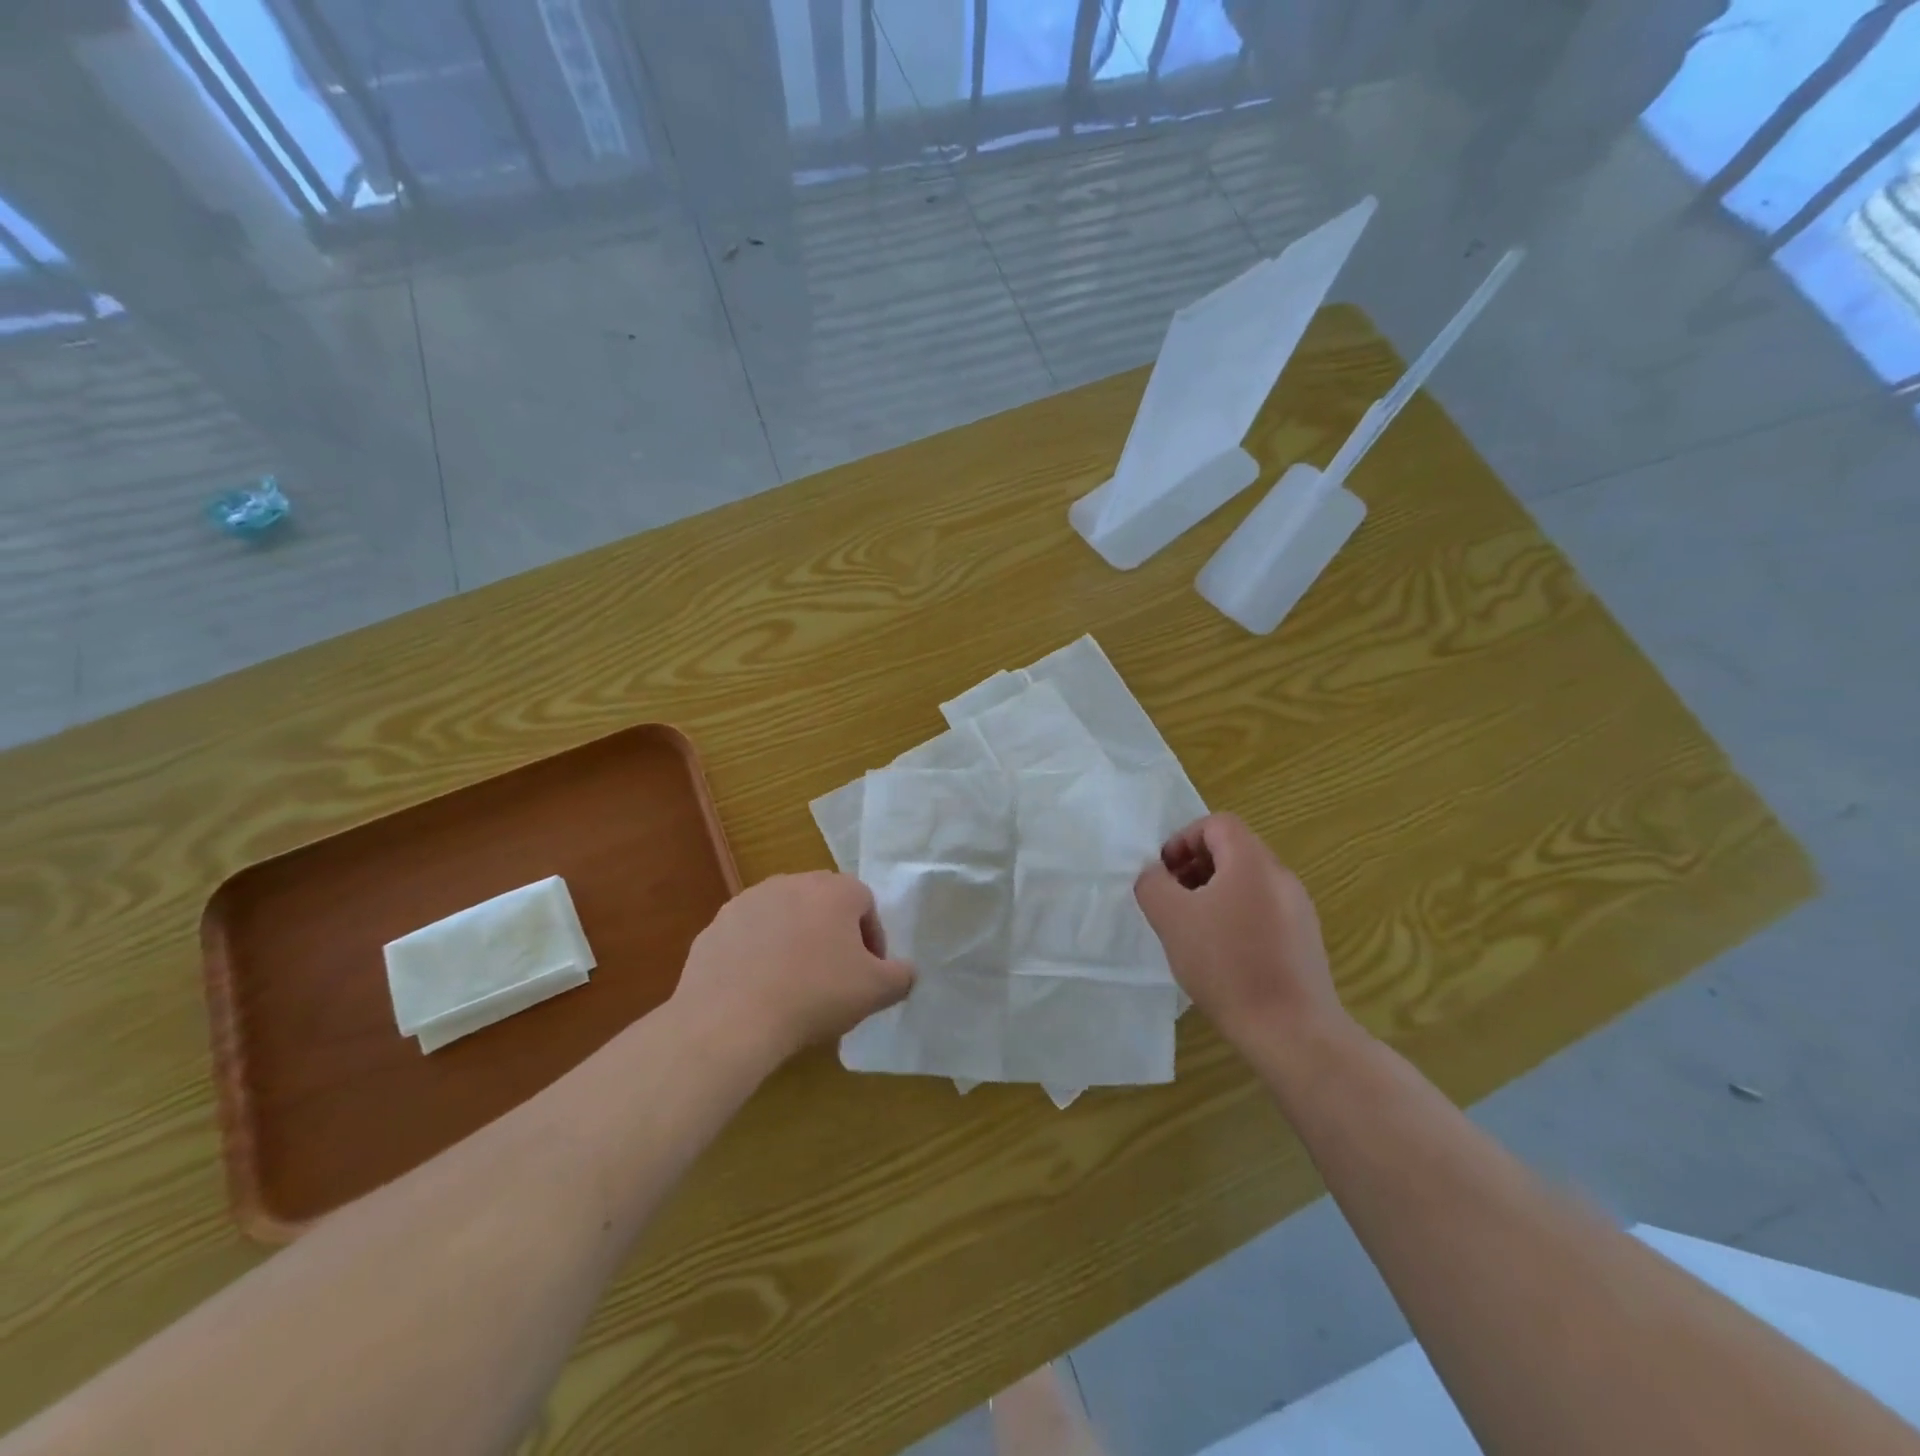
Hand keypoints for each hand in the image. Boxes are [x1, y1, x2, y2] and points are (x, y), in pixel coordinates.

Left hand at [673, 873, 913, 1070]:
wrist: (729, 1019)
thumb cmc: (814, 995)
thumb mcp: (875, 991)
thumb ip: (901, 976)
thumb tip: (905, 971)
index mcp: (835, 890)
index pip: (866, 904)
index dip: (872, 939)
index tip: (866, 973)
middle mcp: (792, 882)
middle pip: (823, 905)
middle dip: (832, 936)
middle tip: (833, 978)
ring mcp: (749, 901)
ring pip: (784, 918)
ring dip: (793, 942)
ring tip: (792, 986)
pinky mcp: (716, 925)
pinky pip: (749, 937)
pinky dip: (758, 956)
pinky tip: (758, 991)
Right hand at [1134, 814, 1352, 1056]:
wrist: (1292, 1031)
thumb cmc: (1227, 965)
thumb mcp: (1171, 919)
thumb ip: (1153, 884)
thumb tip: (1155, 874)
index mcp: (1252, 862)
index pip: (1217, 823)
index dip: (1184, 839)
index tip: (1165, 873)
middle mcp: (1281, 877)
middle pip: (1233, 851)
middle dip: (1195, 867)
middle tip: (1172, 900)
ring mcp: (1299, 910)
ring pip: (1248, 883)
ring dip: (1213, 893)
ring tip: (1193, 929)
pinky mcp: (1304, 941)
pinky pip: (1263, 910)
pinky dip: (1236, 916)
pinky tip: (1221, 956)